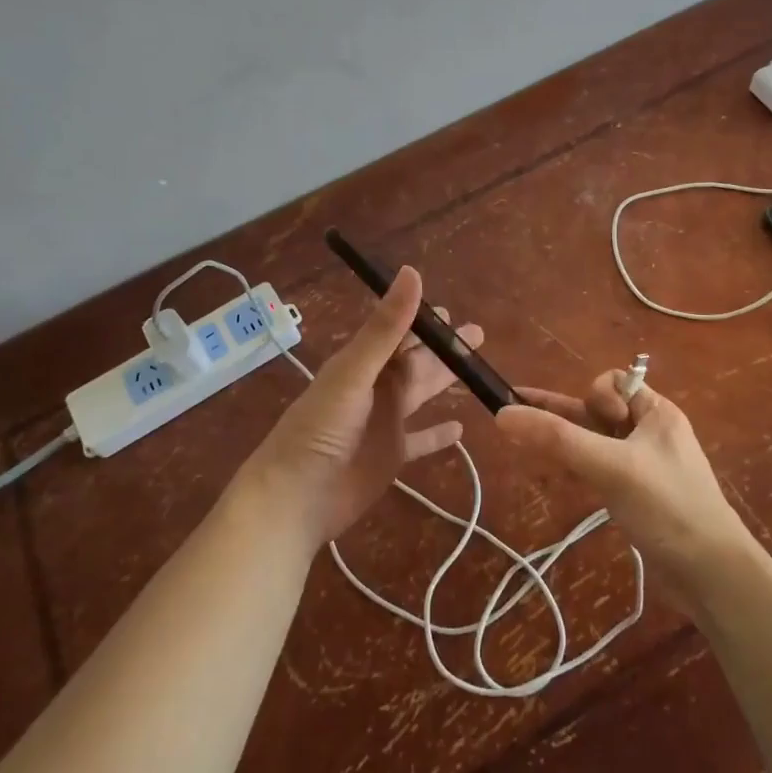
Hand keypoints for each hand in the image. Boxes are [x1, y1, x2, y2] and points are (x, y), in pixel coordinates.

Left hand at [233, 268, 480, 549]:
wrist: (294, 498)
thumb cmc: (320, 430)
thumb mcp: (354, 374)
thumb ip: (386, 328)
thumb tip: (413, 273)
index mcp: (362, 364)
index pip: (398, 333)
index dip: (423, 322)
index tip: (451, 313)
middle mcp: (375, 388)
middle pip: (415, 362)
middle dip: (443, 348)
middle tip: (477, 335)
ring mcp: (384, 423)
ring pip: (421, 394)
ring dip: (444, 382)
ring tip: (476, 372)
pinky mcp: (390, 457)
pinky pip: (421, 440)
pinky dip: (439, 434)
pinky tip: (461, 429)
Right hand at [496, 372, 754, 610]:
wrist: (712, 576)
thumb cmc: (667, 506)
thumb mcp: (611, 466)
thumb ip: (557, 439)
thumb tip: (501, 414)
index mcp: (656, 413)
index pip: (613, 382)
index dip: (594, 396)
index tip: (592, 425)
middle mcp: (649, 433)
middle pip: (597, 411)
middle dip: (563, 415)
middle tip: (516, 418)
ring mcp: (642, 465)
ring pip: (594, 442)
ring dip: (564, 442)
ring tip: (523, 444)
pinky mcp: (635, 495)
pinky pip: (598, 469)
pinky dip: (575, 468)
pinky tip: (553, 475)